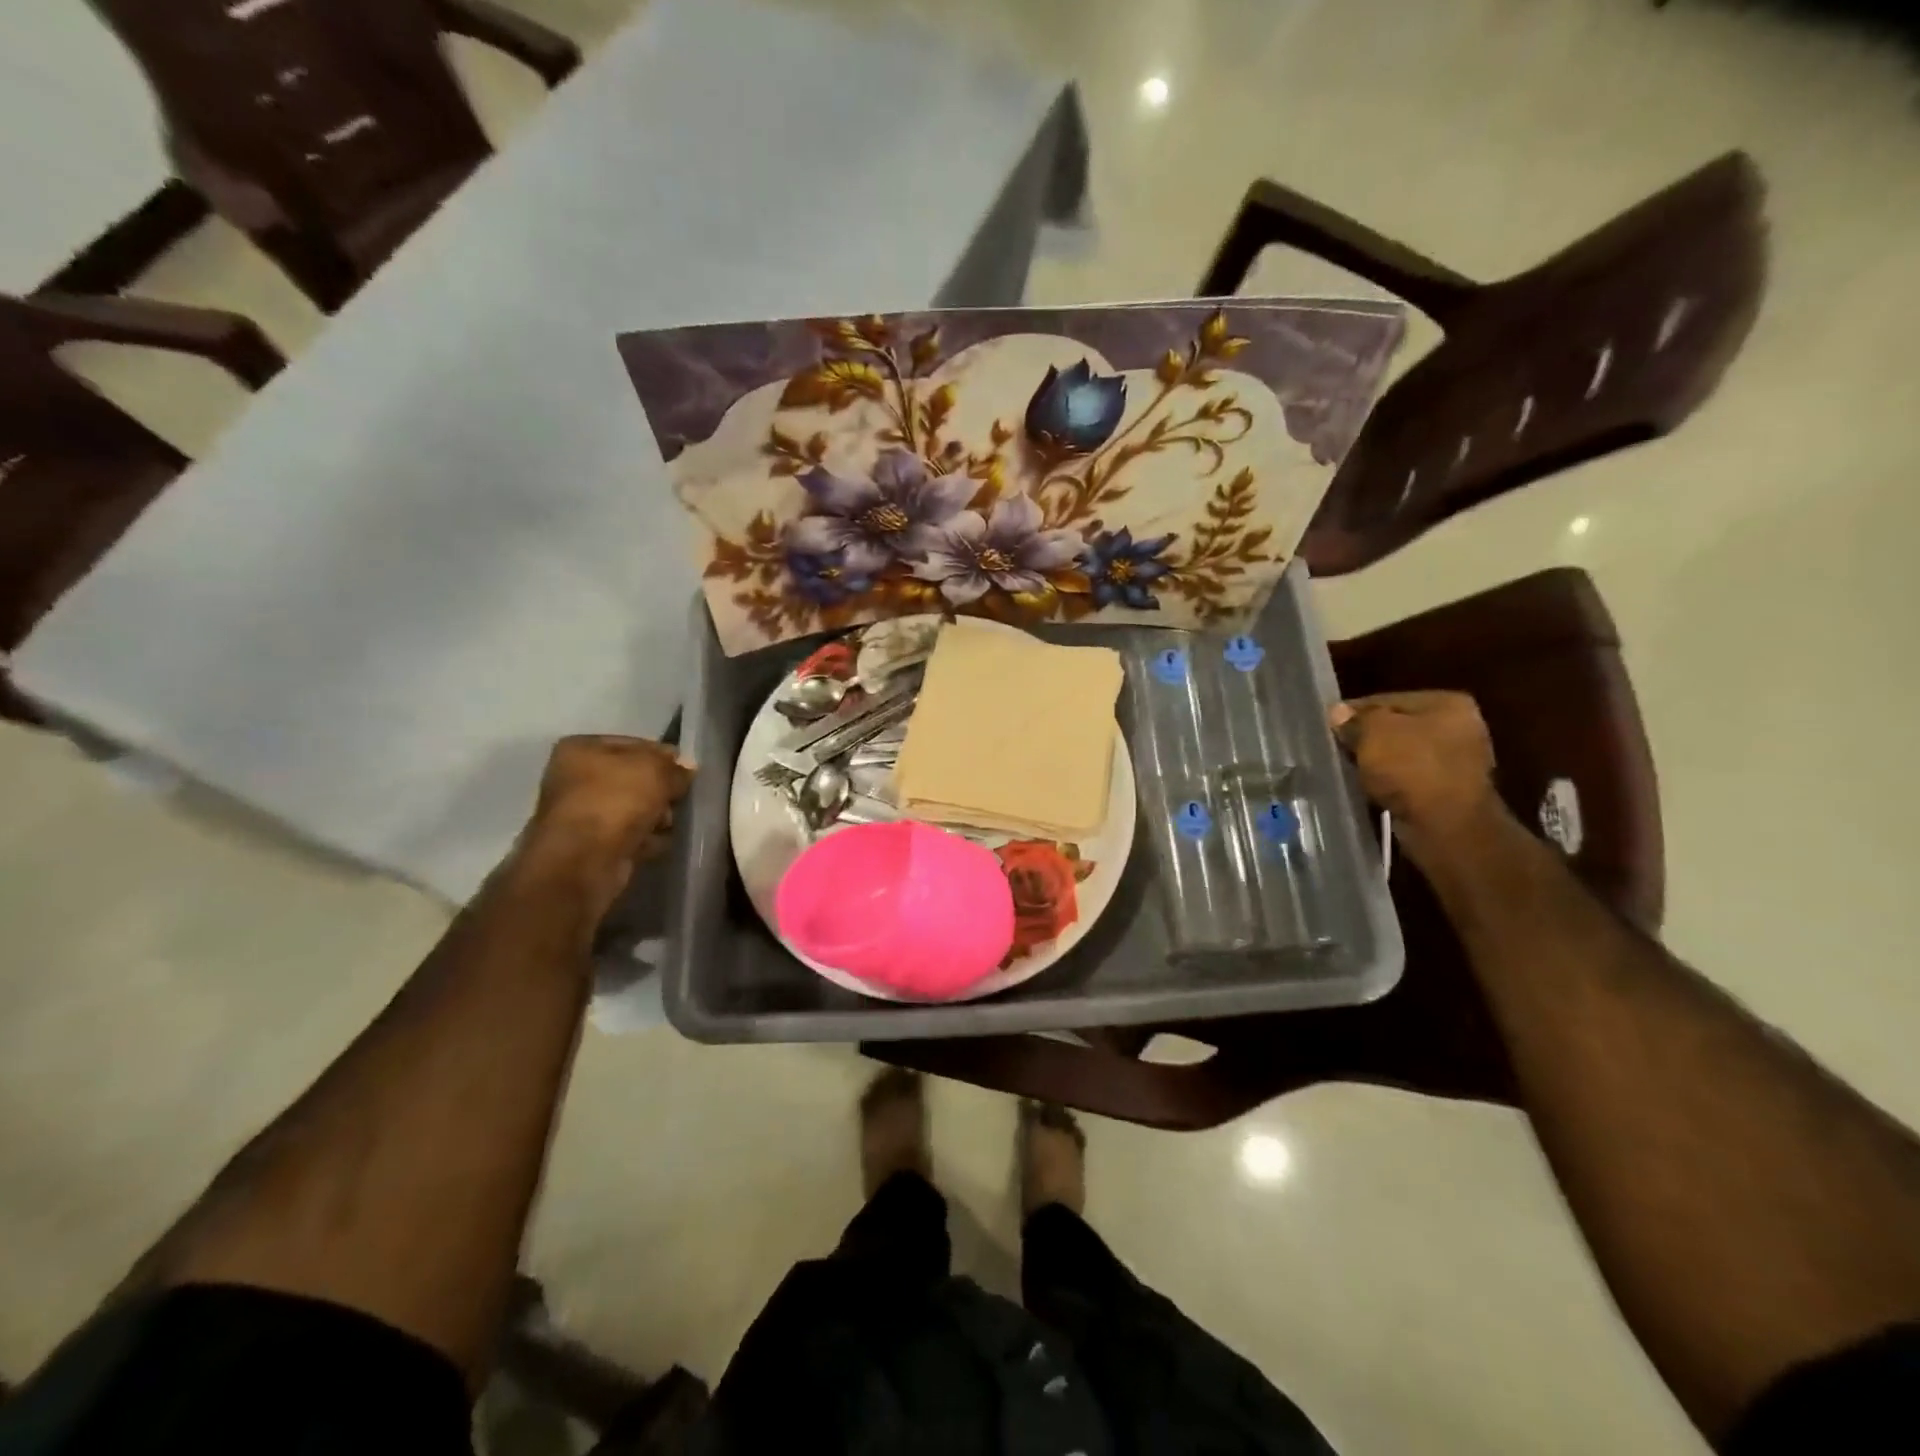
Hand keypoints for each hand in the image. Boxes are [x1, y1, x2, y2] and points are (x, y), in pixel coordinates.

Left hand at [518, 736, 692, 916]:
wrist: (583, 860)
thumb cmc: (615, 801)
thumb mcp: (656, 771)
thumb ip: (675, 768)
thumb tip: (687, 770)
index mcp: (581, 749)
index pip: (635, 744)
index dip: (664, 756)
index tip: (686, 771)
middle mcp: (575, 777)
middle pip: (634, 779)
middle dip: (660, 791)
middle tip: (677, 799)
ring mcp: (581, 813)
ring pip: (633, 808)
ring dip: (655, 816)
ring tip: (667, 825)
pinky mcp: (590, 845)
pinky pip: (628, 835)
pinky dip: (644, 839)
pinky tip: (657, 843)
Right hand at [1329, 692, 1502, 861]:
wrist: (1446, 826)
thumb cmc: (1412, 768)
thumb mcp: (1374, 733)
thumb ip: (1355, 719)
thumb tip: (1338, 713)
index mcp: (1448, 703)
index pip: (1387, 700)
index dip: (1354, 712)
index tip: (1328, 727)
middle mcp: (1460, 728)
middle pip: (1397, 728)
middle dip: (1367, 739)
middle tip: (1336, 749)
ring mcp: (1458, 762)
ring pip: (1402, 756)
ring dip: (1378, 764)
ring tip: (1348, 771)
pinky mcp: (1450, 792)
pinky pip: (1409, 780)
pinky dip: (1390, 784)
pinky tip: (1370, 790)